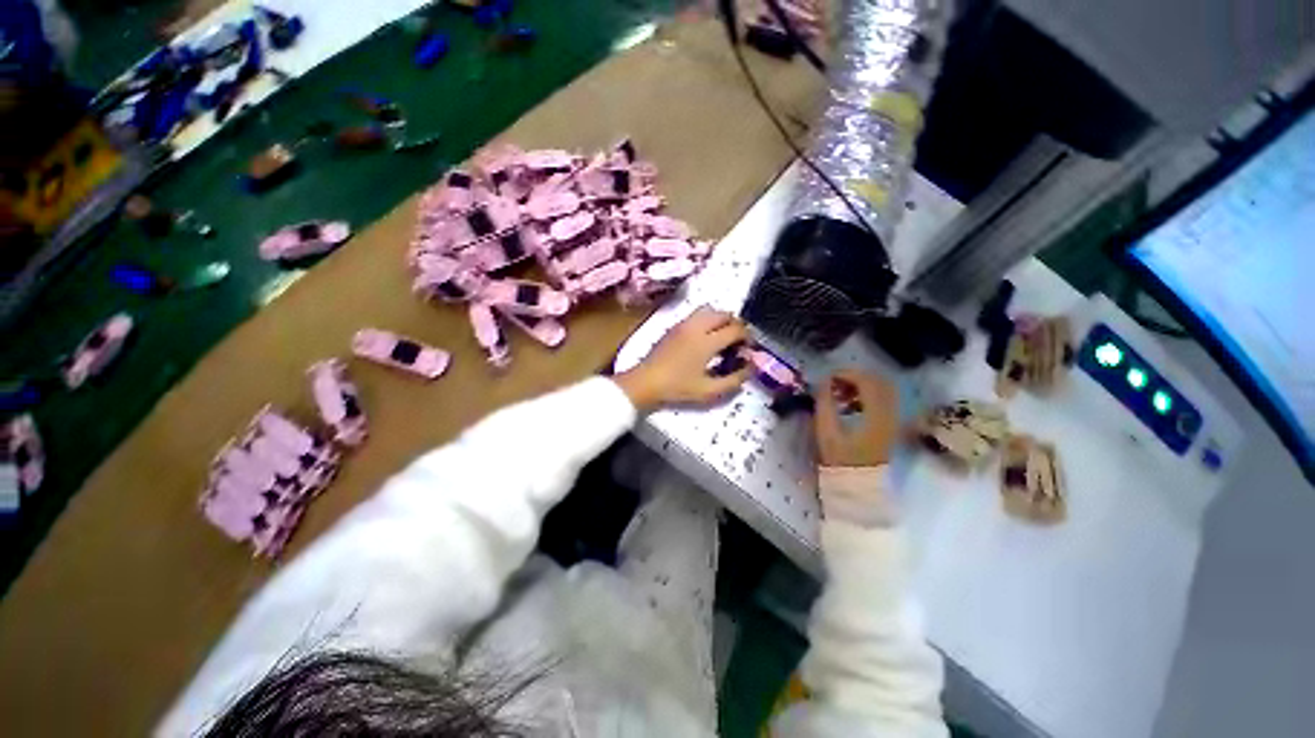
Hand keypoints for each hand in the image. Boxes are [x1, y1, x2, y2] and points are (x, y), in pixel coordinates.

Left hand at [616, 307, 752, 411]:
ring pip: (710, 310)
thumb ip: (734, 380)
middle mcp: (696, 327)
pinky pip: (697, 315)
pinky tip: (705, 340)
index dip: (748, 338)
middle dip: (736, 326)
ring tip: (722, 339)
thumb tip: (751, 367)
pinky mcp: (674, 326)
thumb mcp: (709, 391)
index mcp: (707, 341)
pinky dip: (707, 321)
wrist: (645, 382)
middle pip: (725, 314)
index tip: (749, 350)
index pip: (736, 329)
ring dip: (721, 320)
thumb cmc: (677, 388)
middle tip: (737, 343)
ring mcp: (683, 324)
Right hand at [814, 370, 899, 466]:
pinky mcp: (891, 426)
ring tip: (840, 393)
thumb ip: (824, 402)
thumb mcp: (826, 430)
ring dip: (862, 385)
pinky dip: (868, 395)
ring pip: (883, 390)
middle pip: (879, 382)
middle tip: (834, 382)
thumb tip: (824, 381)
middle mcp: (890, 414)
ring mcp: (894, 420)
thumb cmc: (839, 459)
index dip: (847, 374)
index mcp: (875, 415)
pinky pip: (884, 400)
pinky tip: (851, 404)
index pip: (867, 381)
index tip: (828, 377)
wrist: (858, 485)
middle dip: (855, 377)